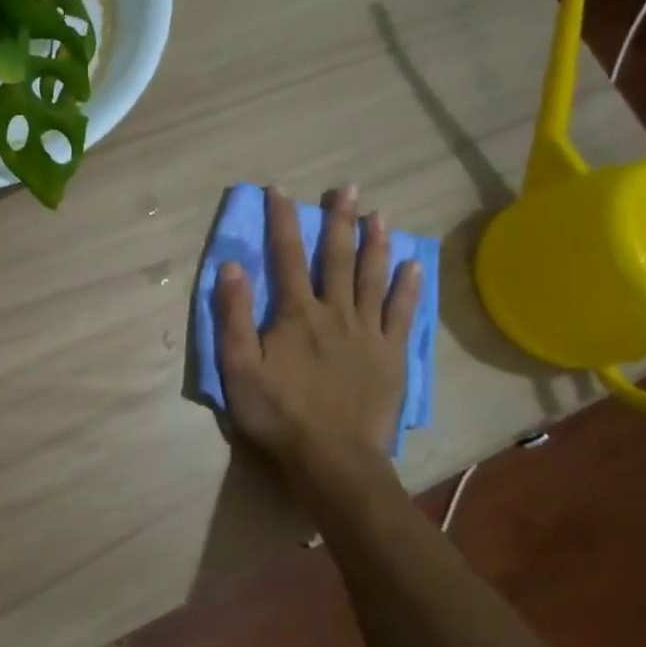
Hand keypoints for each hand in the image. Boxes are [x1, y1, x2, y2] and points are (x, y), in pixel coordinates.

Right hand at [213, 185, 421, 485]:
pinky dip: (408, 288)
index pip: (285, 256)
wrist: (332, 458)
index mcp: (296, 314)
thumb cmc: (278, 413)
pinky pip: (401, 314)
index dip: (282, 220)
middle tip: (346, 188)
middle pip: (336, 258)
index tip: (280, 189)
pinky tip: (413, 266)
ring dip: (375, 244)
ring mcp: (368, 333)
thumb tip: (232, 265)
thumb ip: (233, 315)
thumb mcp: (238, 367)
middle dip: (338, 220)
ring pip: (372, 278)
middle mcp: (335, 312)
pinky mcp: (391, 356)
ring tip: (378, 215)